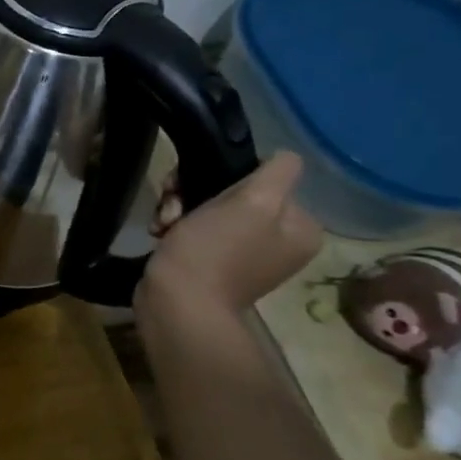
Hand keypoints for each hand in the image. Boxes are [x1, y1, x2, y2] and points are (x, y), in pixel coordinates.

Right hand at [137, 150, 322, 318]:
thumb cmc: (214, 250)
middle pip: (233, 192)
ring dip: (179, 208)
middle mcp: (277, 240)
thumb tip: (285, 156)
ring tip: (163, 222)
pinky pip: (194, 229)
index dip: (227, 174)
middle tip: (174, 204)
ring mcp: (243, 253)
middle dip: (195, 192)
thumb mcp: (253, 202)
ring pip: (207, 208)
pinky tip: (160, 233)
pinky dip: (174, 227)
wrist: (177, 303)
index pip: (264, 178)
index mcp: (299, 228)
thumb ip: (277, 173)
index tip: (198, 184)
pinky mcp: (211, 262)